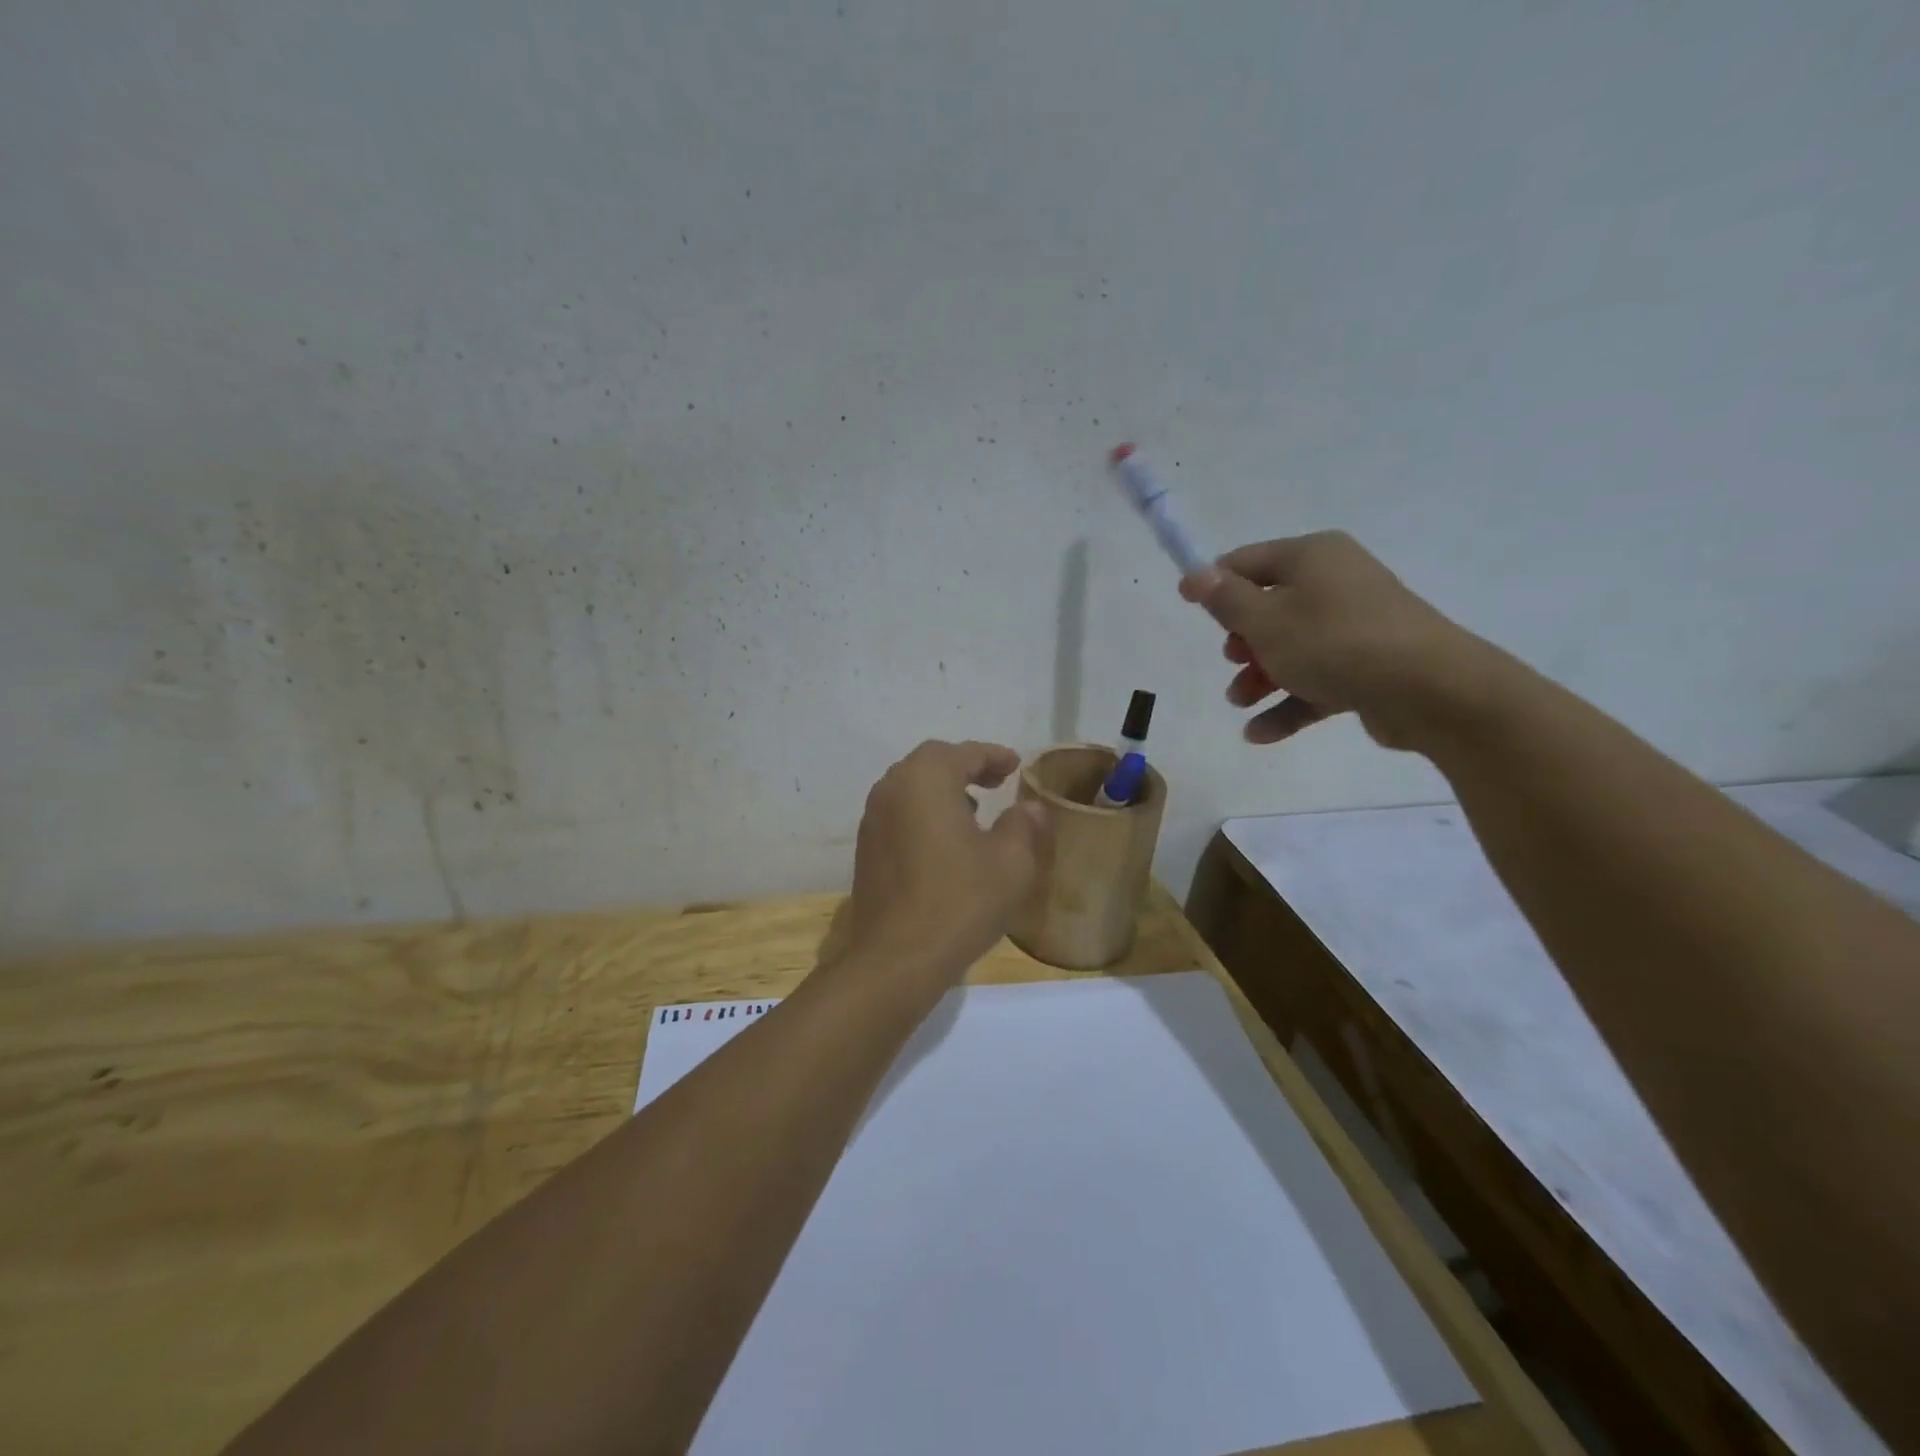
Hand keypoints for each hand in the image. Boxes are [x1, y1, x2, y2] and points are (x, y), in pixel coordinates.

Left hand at [835, 740, 1050, 991]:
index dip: (994, 756)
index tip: (1016, 765)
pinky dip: (924, 812)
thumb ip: (1023, 825)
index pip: (964, 753)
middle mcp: (892, 788)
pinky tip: (946, 841)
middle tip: (996, 781)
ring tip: (975, 810)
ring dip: (943, 789)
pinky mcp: (866, 848)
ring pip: (911, 787)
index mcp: (926, 779)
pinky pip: (899, 813)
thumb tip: (1030, 806)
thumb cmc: (960, 901)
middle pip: (932, 762)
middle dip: (966, 767)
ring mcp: (873, 818)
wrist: (897, 958)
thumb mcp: (1010, 863)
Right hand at [1180, 532, 1478, 749]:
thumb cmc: (1334, 643)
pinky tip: (1260, 734)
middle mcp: (1336, 583)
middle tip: (1232, 661)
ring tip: (1240, 703)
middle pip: (1270, 607)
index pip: (1248, 561)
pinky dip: (1288, 702)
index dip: (1215, 585)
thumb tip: (1195, 574)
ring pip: (1292, 648)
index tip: (1189, 609)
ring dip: (1260, 677)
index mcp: (1312, 557)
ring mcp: (1355, 626)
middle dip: (1242, 641)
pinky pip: (1316, 679)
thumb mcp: (1265, 621)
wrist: (1429, 690)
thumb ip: (1225, 599)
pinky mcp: (1368, 666)